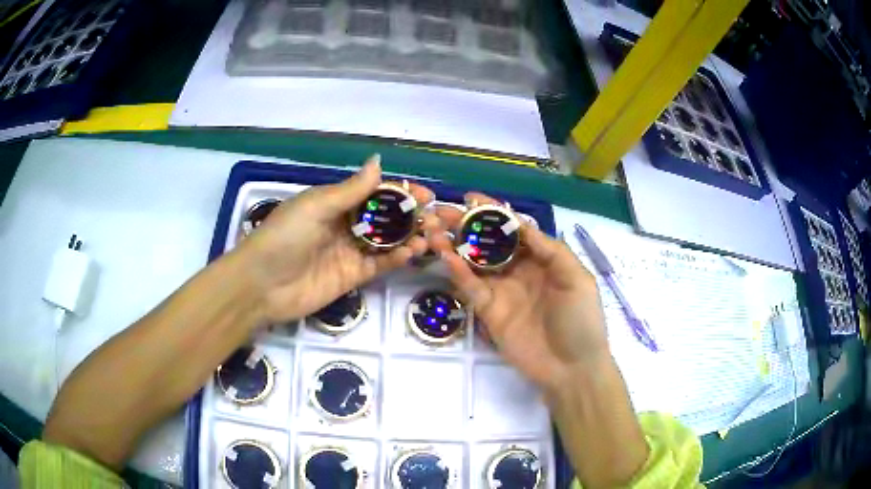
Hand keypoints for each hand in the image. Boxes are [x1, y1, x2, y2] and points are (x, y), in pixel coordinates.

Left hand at [236, 155, 436, 323]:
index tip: (425, 195)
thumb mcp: (316, 206)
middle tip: (436, 220)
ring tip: (430, 237)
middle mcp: (344, 225)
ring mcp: (349, 252)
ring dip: (409, 238)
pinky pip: (378, 265)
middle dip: (411, 217)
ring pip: (386, 242)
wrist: (261, 285)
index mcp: (335, 203)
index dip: (400, 192)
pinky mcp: (351, 277)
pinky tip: (412, 253)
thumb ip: (351, 189)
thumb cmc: (285, 236)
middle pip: (384, 218)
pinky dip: (396, 259)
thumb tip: (379, 161)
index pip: (374, 193)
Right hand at [429, 193, 609, 392]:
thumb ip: (551, 250)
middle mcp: (519, 271)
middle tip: (441, 210)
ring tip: (434, 229)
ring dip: (454, 245)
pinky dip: (457, 271)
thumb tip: (522, 224)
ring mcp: (502, 291)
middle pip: (489, 242)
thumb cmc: (581, 321)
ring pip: (474, 263)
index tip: (472, 198)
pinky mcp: (489, 312)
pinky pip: (471, 287)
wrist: (572, 368)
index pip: (514, 229)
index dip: (494, 213)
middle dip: (466, 225)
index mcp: (542, 259)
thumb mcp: (577, 279)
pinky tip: (444, 255)